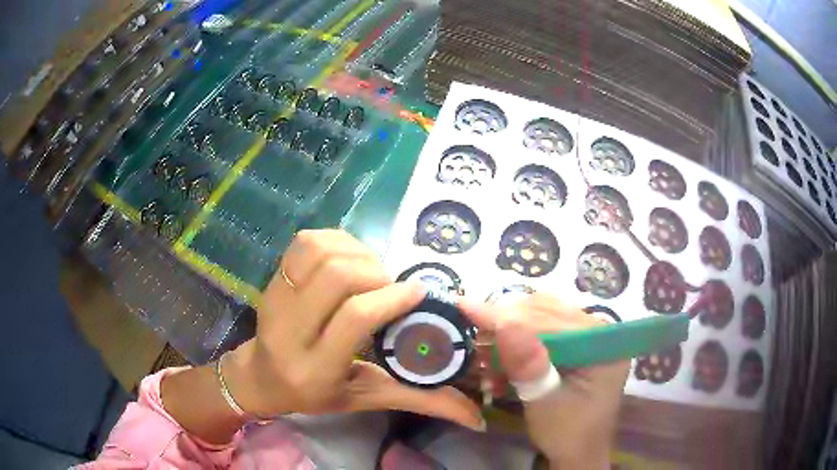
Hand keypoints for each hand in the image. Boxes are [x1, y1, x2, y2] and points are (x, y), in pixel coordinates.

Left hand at [224, 229, 482, 428]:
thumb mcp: (365, 399)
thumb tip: (476, 418)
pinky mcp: (272, 279)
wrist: (262, 376)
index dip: (391, 297)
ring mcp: (275, 299)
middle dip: (375, 274)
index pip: (354, 318)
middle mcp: (288, 330)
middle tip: (390, 287)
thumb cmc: (315, 393)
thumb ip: (418, 400)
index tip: (418, 291)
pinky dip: (335, 241)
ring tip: (370, 273)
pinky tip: (349, 258)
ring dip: (357, 254)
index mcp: (314, 369)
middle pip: (336, 277)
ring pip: (320, 253)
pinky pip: (305, 242)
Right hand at [460, 294, 628, 467]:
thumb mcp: (544, 402)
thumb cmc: (565, 432)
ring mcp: (588, 334)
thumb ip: (527, 364)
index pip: (550, 319)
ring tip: (486, 351)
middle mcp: (599, 329)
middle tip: (474, 339)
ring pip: (541, 315)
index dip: (507, 315)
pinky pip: (543, 327)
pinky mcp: (576, 342)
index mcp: (603, 344)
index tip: (466, 308)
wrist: (577, 450)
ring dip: (509, 330)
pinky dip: (518, 340)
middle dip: (506, 323)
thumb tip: (503, 322)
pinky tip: (502, 359)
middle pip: (546, 311)